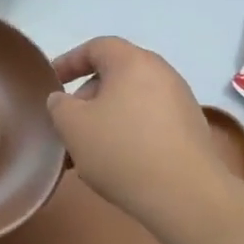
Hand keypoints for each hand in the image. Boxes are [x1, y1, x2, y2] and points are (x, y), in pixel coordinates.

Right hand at [49, 36, 241, 230]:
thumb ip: (59, 105)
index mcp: (133, 62)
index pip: (96, 47)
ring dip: (106, 119)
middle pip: (115, 75)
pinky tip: (117, 163)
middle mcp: (162, 73)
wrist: (186, 196)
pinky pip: (150, 122)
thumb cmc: (122, 150)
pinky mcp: (192, 131)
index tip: (52, 82)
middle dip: (86, 97)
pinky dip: (129, 133)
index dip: (69, 61)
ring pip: (132, 102)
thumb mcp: (73, 126)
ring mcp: (181, 102)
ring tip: (88, 151)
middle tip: (69, 124)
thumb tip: (63, 100)